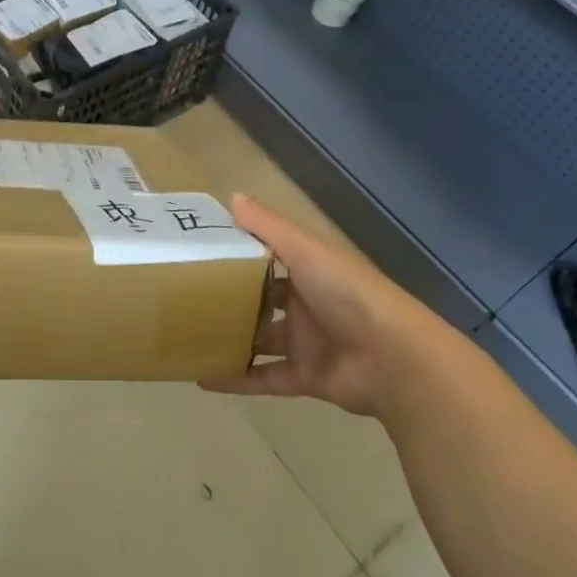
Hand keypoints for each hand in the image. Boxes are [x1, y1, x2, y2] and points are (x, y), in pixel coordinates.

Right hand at [202, 195, 408, 415]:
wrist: (393, 358)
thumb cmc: (346, 292)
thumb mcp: (305, 251)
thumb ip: (268, 227)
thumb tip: (232, 196)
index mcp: (307, 269)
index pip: (266, 257)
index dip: (237, 253)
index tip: (198, 251)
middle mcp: (305, 303)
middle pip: (260, 299)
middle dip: (229, 298)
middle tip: (184, 296)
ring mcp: (305, 342)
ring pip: (259, 339)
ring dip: (229, 339)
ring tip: (187, 336)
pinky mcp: (304, 378)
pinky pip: (264, 378)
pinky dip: (236, 380)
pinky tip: (202, 378)